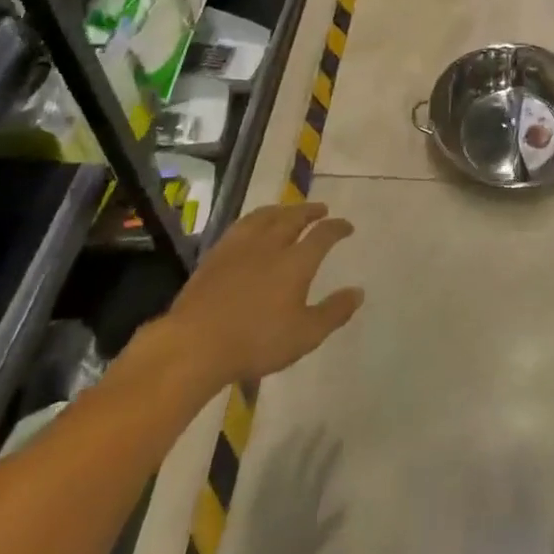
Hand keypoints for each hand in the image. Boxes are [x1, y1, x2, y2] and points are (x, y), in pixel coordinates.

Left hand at [154, 203, 364, 396]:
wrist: (195, 344)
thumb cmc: (255, 342)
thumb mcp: (304, 335)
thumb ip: (333, 312)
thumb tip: (358, 292)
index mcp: (296, 261)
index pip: (323, 235)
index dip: (337, 228)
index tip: (346, 227)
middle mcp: (271, 244)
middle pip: (294, 218)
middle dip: (310, 211)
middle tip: (321, 209)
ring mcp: (241, 246)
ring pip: (266, 216)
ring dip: (283, 210)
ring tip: (289, 210)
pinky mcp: (217, 254)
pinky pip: (242, 225)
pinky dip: (255, 219)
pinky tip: (253, 226)